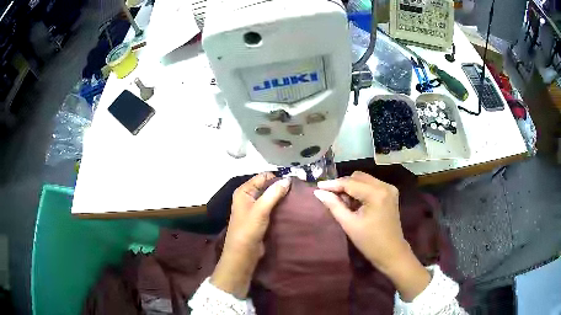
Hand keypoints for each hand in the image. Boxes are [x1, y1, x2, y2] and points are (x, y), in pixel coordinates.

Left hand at [211, 173, 290, 298]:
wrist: (243, 253)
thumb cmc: (248, 229)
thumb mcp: (261, 209)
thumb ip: (274, 193)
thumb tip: (288, 179)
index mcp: (244, 191)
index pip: (263, 177)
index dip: (277, 178)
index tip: (295, 181)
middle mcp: (248, 197)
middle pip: (267, 186)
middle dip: (281, 187)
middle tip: (298, 190)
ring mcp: (254, 208)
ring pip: (270, 197)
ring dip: (282, 198)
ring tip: (298, 198)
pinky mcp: (260, 218)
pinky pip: (272, 207)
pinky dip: (280, 206)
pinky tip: (291, 207)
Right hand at [313, 171, 429, 300]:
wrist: (391, 252)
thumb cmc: (369, 242)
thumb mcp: (349, 224)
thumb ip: (334, 205)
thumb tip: (318, 192)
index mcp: (376, 194)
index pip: (350, 183)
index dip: (333, 184)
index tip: (318, 186)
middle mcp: (385, 186)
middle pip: (358, 177)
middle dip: (343, 185)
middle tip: (331, 197)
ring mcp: (389, 188)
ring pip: (364, 179)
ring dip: (351, 187)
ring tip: (343, 202)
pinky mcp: (390, 193)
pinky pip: (371, 185)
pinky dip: (360, 190)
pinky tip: (354, 203)